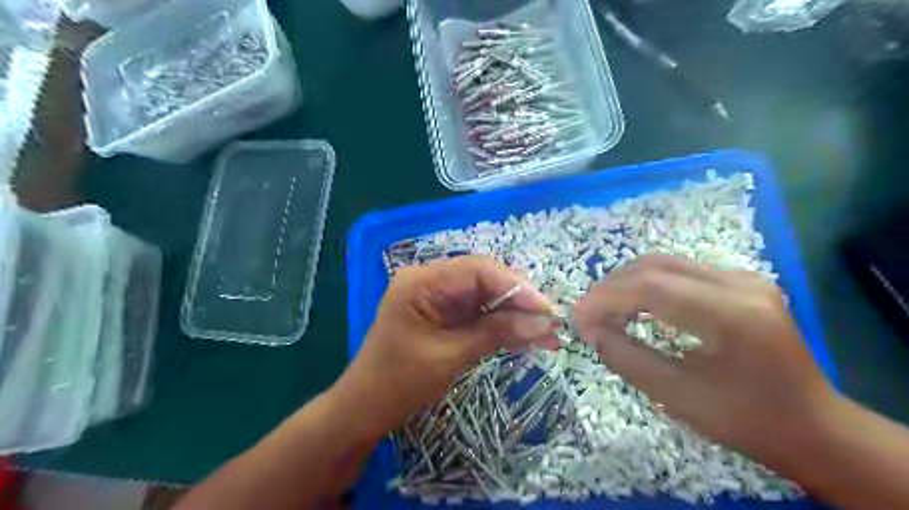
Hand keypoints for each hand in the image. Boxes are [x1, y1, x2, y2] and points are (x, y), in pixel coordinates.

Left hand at [331, 254, 554, 436]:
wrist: (367, 408)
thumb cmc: (399, 382)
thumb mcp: (450, 355)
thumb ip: (496, 333)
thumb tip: (545, 323)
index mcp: (422, 281)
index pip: (477, 270)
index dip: (515, 286)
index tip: (546, 309)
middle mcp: (431, 281)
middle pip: (485, 280)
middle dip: (520, 301)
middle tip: (551, 323)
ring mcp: (439, 298)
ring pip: (487, 298)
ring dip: (516, 315)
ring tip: (548, 335)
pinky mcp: (446, 315)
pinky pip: (480, 314)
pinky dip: (503, 326)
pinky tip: (527, 338)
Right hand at [574, 255, 835, 461]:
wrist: (813, 426)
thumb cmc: (747, 421)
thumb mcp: (679, 397)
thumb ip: (627, 359)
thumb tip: (591, 331)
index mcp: (732, 315)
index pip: (651, 287)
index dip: (606, 299)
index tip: (578, 319)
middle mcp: (740, 283)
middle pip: (655, 266)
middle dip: (611, 288)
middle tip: (587, 314)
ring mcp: (743, 277)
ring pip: (665, 263)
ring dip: (626, 283)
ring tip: (604, 309)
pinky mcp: (740, 281)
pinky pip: (679, 271)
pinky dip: (647, 284)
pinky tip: (633, 304)